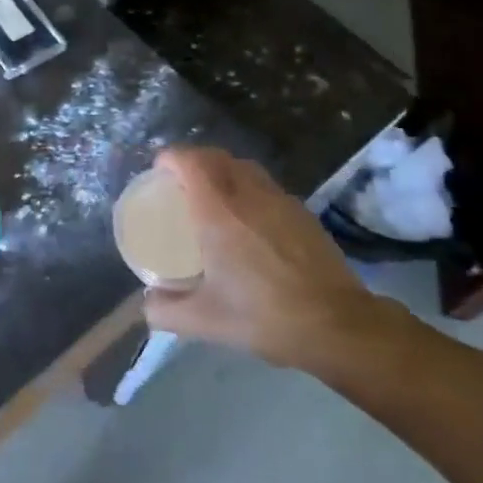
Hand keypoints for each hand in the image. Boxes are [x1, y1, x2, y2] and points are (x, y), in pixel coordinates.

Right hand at [142, 147, 405, 378]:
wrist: (337, 325)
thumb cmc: (264, 316)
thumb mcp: (205, 321)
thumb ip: (166, 311)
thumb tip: (145, 303)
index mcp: (218, 211)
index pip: (190, 161)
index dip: (170, 157)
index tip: (158, 170)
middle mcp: (247, 194)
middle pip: (216, 156)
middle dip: (193, 160)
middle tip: (180, 183)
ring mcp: (279, 200)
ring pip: (244, 167)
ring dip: (223, 171)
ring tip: (213, 197)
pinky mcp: (302, 212)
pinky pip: (266, 186)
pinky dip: (248, 189)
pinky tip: (250, 221)